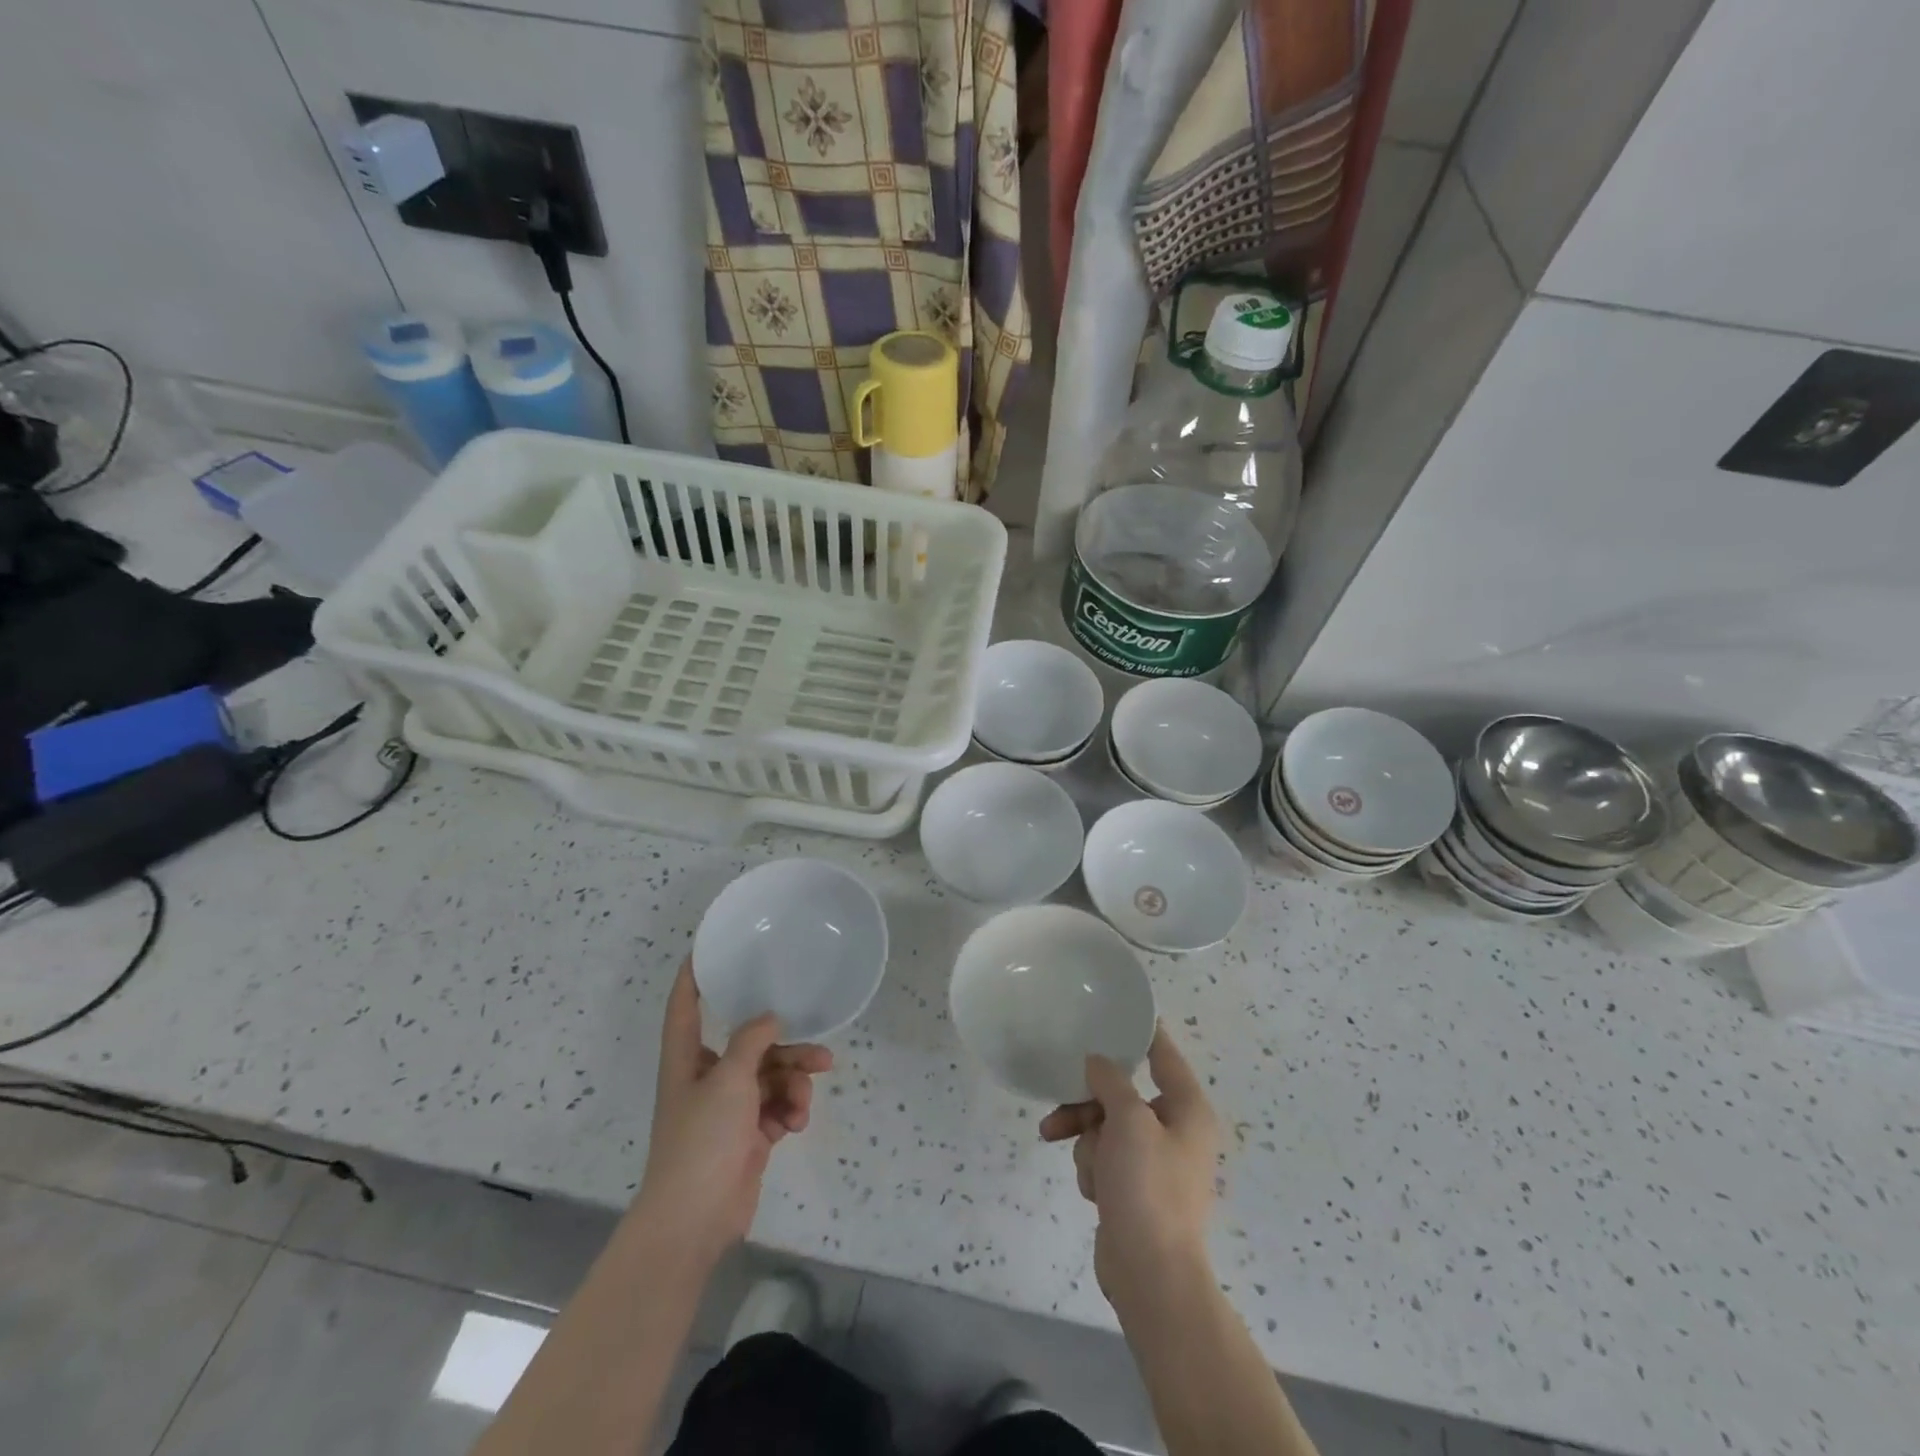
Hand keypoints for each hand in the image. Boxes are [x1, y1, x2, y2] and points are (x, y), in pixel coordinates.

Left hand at [636, 961, 832, 1265]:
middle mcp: (706, 1076)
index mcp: (687, 1058)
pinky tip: (794, 1124)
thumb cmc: (702, 1139)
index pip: (684, 1005)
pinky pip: (776, 1107)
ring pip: (771, 1077)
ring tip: (806, 1100)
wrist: (694, 1219)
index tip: (708, 947)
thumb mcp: (729, 1079)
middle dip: (786, 1048)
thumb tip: (769, 1018)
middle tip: (820, 1051)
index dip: (693, 975)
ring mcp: (728, 1108)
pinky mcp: (747, 1135)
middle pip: (750, 1045)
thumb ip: (752, 1040)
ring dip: (794, 1085)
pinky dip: (789, 1111)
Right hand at [1039, 1026, 1219, 1305]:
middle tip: (1062, 1103)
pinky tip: (1093, 1190)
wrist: (1150, 1276)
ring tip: (1082, 1163)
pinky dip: (1093, 1168)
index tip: (1116, 1010)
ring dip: (1087, 1141)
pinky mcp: (1134, 1188)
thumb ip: (1110, 1081)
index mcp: (1187, 1109)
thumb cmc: (1148, 1188)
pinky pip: (1104, 1157)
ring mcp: (1153, 1162)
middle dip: (1090, 1104)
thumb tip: (1098, 1062)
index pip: (1164, 1054)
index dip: (1142, 1031)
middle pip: (1122, 1093)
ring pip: (1105, 1126)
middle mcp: (1175, 1130)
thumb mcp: (1128, 1121)